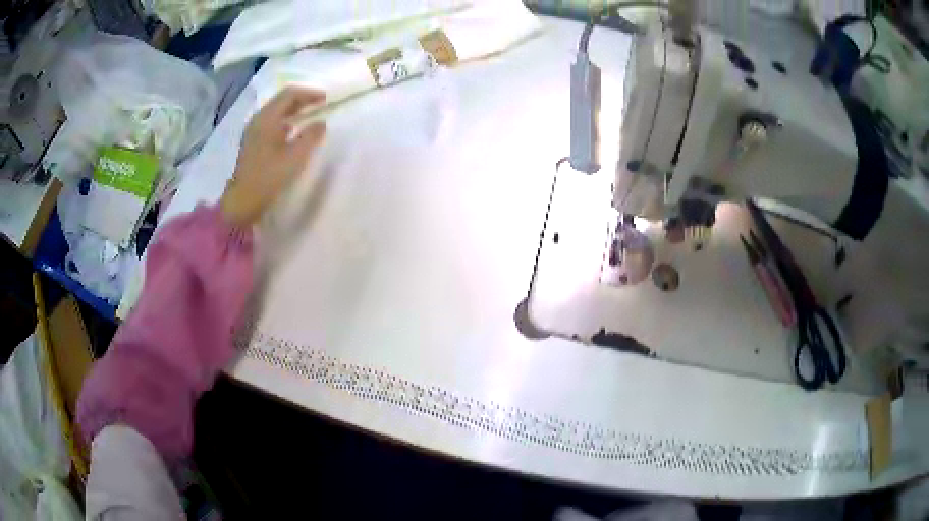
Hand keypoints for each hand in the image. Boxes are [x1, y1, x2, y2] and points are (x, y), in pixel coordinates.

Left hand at [221, 87, 326, 226]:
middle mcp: (259, 119)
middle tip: (321, 104)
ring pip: (277, 111)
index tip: (326, 99)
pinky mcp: (254, 142)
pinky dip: (286, 120)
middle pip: (282, 100)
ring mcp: (254, 131)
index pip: (290, 94)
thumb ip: (311, 136)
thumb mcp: (295, 157)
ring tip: (311, 115)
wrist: (243, 201)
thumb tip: (321, 123)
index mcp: (267, 118)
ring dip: (294, 109)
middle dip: (302, 99)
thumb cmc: (269, 177)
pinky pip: (272, 122)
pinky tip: (295, 130)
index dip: (309, 93)